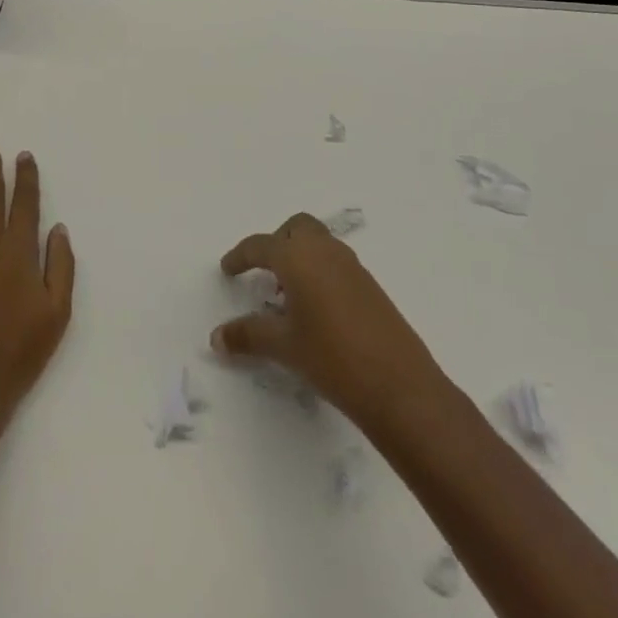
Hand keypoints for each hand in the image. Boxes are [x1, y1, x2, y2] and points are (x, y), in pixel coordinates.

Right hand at [212, 212, 441, 428]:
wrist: (401, 388)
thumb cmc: (332, 358)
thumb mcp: (284, 347)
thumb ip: (248, 335)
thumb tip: (216, 337)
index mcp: (298, 257)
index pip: (260, 245)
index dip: (240, 257)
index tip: (227, 269)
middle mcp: (325, 251)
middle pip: (296, 228)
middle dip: (276, 242)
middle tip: (263, 271)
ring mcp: (353, 267)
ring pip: (319, 243)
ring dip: (300, 255)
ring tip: (288, 293)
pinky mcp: (371, 287)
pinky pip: (336, 263)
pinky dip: (319, 271)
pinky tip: (316, 309)